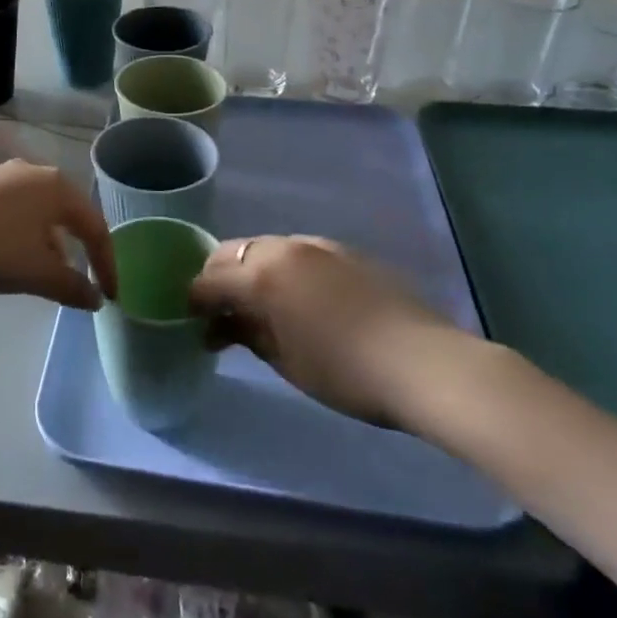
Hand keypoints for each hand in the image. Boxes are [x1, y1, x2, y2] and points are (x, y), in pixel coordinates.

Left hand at [0, 161, 114, 310]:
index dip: (107, 264)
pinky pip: (15, 212)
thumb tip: (95, 299)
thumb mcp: (36, 272)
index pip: (96, 226)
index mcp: (57, 187)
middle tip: (79, 282)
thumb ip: (72, 286)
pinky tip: (9, 257)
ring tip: (43, 275)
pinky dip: (24, 236)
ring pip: (39, 213)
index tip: (109, 297)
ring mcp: (2, 176)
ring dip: (49, 245)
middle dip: (77, 251)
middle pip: (68, 215)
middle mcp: (34, 173)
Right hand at [191, 236, 478, 427]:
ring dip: (251, 269)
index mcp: (262, 275)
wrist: (424, 364)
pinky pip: (299, 252)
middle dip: (219, 277)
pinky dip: (283, 268)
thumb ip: (248, 335)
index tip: (191, 319)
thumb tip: (223, 327)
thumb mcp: (286, 361)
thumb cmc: (345, 372)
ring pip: (267, 247)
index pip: (210, 280)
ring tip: (259, 304)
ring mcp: (318, 245)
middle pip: (234, 252)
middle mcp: (284, 248)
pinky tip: (297, 297)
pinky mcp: (345, 252)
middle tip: (220, 311)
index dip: (194, 299)